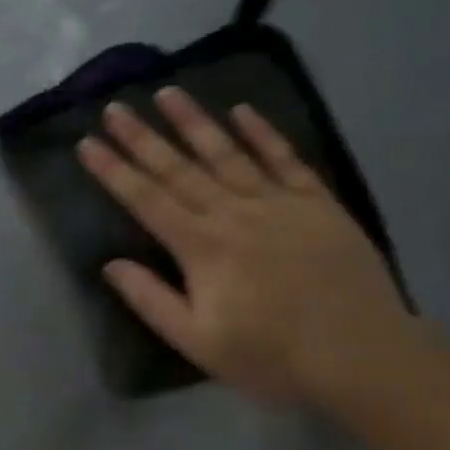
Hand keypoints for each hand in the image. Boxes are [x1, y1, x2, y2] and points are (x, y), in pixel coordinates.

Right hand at [75, 89, 415, 407]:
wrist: (363, 355)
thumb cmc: (272, 356)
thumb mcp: (199, 342)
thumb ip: (151, 300)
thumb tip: (111, 264)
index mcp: (201, 247)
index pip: (146, 200)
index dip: (113, 171)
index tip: (87, 143)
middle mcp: (233, 213)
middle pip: (178, 168)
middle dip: (142, 137)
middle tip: (114, 107)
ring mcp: (278, 202)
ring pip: (227, 153)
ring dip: (194, 121)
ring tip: (167, 92)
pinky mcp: (317, 202)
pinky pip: (285, 158)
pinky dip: (263, 133)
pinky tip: (242, 110)